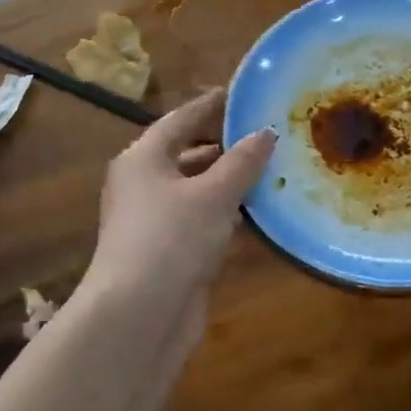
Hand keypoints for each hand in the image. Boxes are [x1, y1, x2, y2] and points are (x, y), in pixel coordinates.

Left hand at [77, 89, 275, 325]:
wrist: (138, 316)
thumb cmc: (172, 239)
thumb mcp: (214, 194)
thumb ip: (242, 161)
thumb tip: (265, 132)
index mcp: (143, 159)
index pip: (181, 120)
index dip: (210, 105)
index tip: (238, 93)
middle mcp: (143, 185)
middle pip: (188, 155)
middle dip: (226, 147)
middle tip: (266, 135)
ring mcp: (154, 221)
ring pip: (197, 191)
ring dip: (230, 183)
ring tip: (272, 170)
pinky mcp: (168, 253)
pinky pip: (201, 221)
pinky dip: (227, 214)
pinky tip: (258, 214)